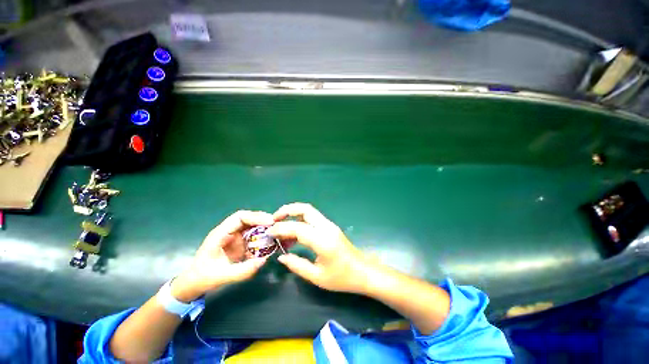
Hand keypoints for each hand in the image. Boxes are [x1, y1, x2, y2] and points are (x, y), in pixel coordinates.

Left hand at [171, 210, 273, 301]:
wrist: (193, 284)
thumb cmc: (203, 278)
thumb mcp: (221, 276)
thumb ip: (242, 270)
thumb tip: (263, 260)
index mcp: (220, 234)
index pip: (239, 218)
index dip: (256, 217)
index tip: (270, 222)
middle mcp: (229, 232)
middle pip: (248, 219)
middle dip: (263, 220)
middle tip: (277, 225)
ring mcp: (234, 237)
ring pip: (252, 226)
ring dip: (264, 228)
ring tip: (276, 233)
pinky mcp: (239, 244)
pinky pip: (253, 236)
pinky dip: (262, 238)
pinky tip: (270, 243)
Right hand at [268, 203, 374, 293]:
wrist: (363, 271)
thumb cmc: (342, 278)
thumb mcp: (317, 276)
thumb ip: (297, 265)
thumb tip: (281, 256)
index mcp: (322, 240)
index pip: (297, 228)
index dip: (281, 228)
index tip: (269, 232)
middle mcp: (326, 227)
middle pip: (305, 209)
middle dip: (287, 210)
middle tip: (274, 219)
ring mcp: (329, 225)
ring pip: (309, 211)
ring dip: (293, 214)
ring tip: (280, 226)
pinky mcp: (330, 227)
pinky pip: (312, 218)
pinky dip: (300, 220)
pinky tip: (293, 233)